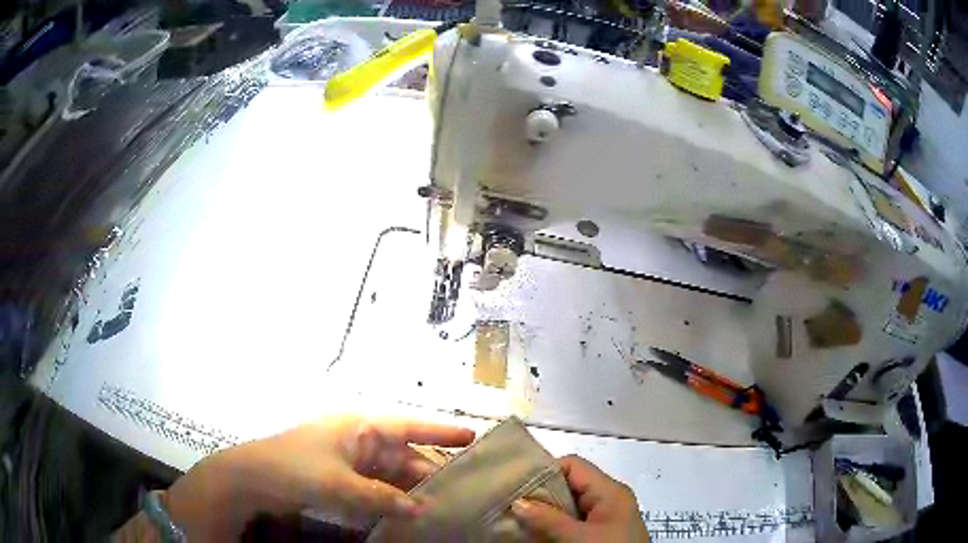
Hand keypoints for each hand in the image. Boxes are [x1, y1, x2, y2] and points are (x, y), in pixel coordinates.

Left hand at [163, 415, 474, 539]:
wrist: (251, 478)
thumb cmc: (294, 468)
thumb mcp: (339, 484)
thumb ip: (382, 497)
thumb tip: (421, 508)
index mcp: (359, 426)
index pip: (409, 426)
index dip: (441, 432)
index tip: (474, 437)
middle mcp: (359, 439)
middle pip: (404, 456)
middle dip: (429, 475)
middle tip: (462, 493)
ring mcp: (350, 460)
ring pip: (391, 476)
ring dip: (410, 492)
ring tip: (441, 509)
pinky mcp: (342, 478)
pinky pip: (376, 488)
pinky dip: (391, 501)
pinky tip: (407, 516)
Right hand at [512, 455, 649, 541]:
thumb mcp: (578, 538)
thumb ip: (548, 519)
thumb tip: (517, 501)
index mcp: (610, 491)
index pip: (572, 466)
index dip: (543, 472)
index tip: (515, 487)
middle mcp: (608, 500)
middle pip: (568, 486)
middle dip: (539, 496)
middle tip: (509, 507)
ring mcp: (604, 519)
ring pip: (567, 507)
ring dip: (543, 515)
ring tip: (515, 521)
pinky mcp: (599, 535)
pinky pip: (571, 524)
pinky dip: (552, 528)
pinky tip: (533, 535)